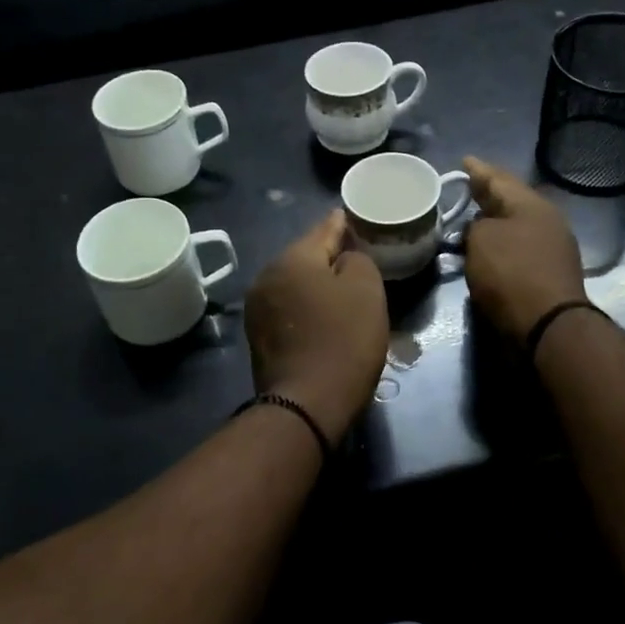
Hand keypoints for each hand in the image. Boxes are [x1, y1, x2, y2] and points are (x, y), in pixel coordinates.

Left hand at [245, 210, 388, 441]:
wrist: (307, 404)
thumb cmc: (343, 340)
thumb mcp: (366, 289)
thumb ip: (357, 258)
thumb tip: (343, 259)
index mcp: (292, 258)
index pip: (324, 228)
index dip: (344, 223)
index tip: (356, 218)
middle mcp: (267, 276)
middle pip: (305, 256)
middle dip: (330, 256)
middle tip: (357, 259)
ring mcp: (258, 308)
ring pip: (295, 283)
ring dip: (316, 284)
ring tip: (342, 290)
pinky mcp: (258, 336)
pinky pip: (288, 308)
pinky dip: (305, 307)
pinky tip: (323, 317)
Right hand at [462, 157, 586, 341]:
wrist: (547, 325)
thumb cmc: (511, 274)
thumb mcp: (481, 240)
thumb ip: (475, 226)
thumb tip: (481, 229)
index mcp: (531, 204)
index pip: (499, 178)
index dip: (478, 170)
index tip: (464, 161)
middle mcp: (546, 220)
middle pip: (511, 201)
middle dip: (488, 195)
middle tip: (466, 188)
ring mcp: (551, 248)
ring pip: (515, 225)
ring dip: (493, 222)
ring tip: (470, 219)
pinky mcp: (549, 273)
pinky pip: (518, 248)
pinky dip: (501, 245)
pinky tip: (486, 249)